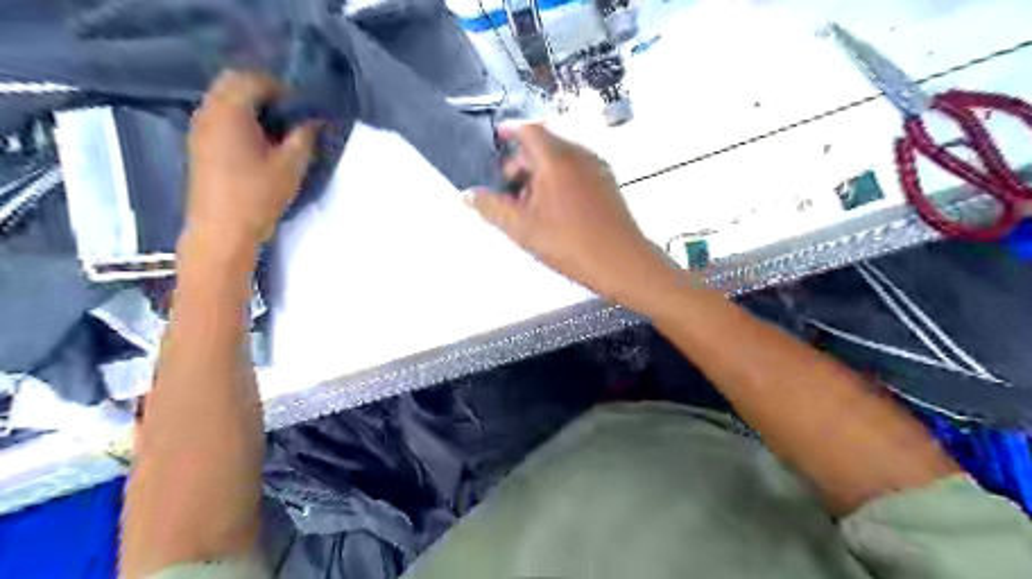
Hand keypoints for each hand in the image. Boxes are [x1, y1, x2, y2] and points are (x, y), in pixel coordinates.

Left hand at [181, 67, 318, 256]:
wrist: (221, 231)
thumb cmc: (258, 196)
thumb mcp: (291, 166)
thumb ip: (304, 138)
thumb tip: (313, 121)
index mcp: (230, 111)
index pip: (254, 80)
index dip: (282, 89)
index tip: (303, 108)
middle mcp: (208, 112)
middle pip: (233, 83)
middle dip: (264, 92)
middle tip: (291, 115)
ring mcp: (199, 128)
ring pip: (224, 100)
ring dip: (250, 107)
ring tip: (278, 131)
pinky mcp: (198, 146)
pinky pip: (218, 118)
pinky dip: (239, 120)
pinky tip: (258, 144)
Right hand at [467, 125, 678, 309]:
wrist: (622, 262)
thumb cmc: (570, 243)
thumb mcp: (523, 228)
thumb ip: (492, 208)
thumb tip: (467, 195)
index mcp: (557, 158)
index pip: (529, 129)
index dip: (510, 129)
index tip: (498, 136)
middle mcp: (580, 154)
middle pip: (545, 142)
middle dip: (523, 158)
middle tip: (508, 184)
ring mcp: (598, 167)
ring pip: (562, 157)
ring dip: (541, 170)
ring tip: (529, 201)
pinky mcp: (607, 183)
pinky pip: (577, 168)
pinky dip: (559, 177)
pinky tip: (553, 206)